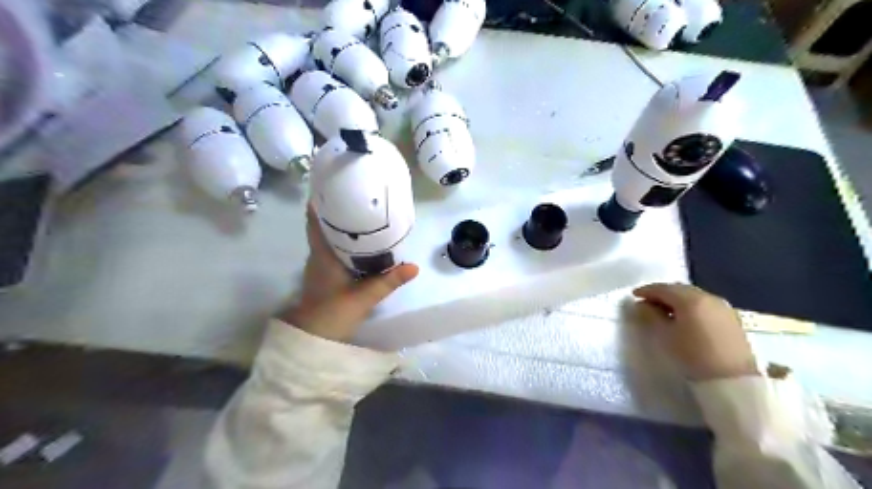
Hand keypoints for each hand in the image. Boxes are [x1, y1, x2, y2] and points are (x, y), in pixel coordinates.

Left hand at [278, 204, 415, 344]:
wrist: (313, 337)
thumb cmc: (333, 313)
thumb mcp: (364, 297)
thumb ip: (389, 281)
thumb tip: (414, 267)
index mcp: (323, 254)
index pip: (315, 221)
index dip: (321, 202)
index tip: (334, 185)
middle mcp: (318, 254)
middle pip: (324, 225)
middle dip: (339, 210)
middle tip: (360, 197)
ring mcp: (320, 264)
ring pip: (329, 237)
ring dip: (342, 226)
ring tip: (364, 214)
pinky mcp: (325, 273)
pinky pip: (333, 249)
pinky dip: (344, 241)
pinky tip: (362, 242)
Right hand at [634, 282, 757, 382]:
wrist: (734, 382)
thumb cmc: (693, 356)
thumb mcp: (665, 335)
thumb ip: (651, 316)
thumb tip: (642, 305)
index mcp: (691, 299)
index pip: (664, 288)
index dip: (647, 291)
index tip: (634, 296)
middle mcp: (708, 297)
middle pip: (680, 289)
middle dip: (662, 293)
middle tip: (648, 302)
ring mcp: (723, 307)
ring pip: (694, 296)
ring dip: (677, 300)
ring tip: (665, 311)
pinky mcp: (732, 319)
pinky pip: (705, 305)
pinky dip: (691, 306)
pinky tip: (685, 318)